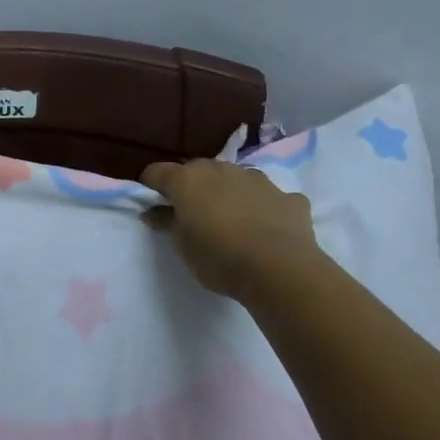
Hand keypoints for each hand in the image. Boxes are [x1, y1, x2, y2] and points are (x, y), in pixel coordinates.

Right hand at [141, 157, 318, 301]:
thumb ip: (167, 223)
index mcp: (188, 180)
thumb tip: (154, 211)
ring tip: (231, 221)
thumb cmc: (219, 258)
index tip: (151, 204)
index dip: (150, 186)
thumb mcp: (182, 246)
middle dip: (192, 187)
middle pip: (197, 171)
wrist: (280, 269)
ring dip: (228, 193)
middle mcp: (222, 170)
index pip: (157, 172)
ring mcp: (258, 180)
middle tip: (191, 214)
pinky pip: (269, 198)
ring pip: (235, 179)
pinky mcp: (288, 196)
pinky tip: (267, 229)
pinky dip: (263, 207)